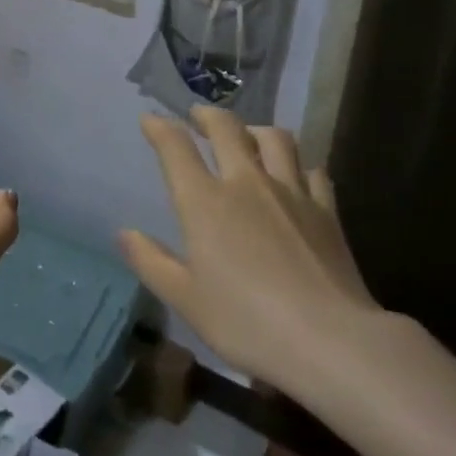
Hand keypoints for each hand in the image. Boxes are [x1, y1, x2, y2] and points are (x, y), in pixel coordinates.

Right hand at [119, 107, 380, 394]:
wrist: (330, 339)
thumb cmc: (246, 322)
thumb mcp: (185, 299)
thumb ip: (151, 262)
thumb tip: (124, 233)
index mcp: (205, 202)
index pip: (176, 148)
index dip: (159, 127)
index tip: (150, 119)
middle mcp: (247, 183)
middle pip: (227, 129)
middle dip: (207, 115)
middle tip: (197, 116)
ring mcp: (291, 192)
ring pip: (275, 138)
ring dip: (255, 129)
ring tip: (247, 135)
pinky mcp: (326, 210)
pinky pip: (312, 171)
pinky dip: (298, 164)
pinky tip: (296, 174)